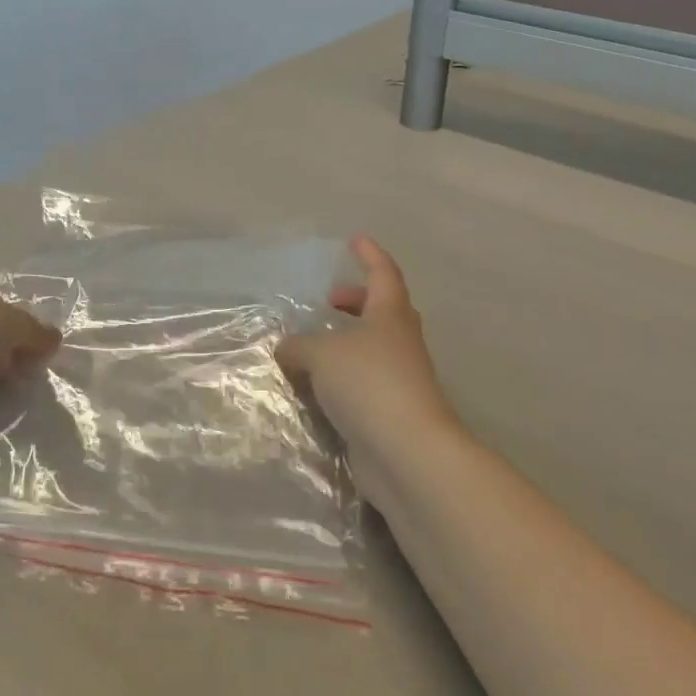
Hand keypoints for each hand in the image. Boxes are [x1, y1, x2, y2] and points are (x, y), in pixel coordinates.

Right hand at [276, 237, 459, 457]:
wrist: (408, 455)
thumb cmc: (370, 385)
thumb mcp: (322, 355)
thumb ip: (299, 346)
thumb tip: (286, 349)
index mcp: (390, 316)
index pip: (383, 274)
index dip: (370, 255)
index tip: (356, 240)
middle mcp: (400, 344)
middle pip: (384, 311)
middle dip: (357, 302)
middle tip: (329, 301)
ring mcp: (400, 380)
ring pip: (374, 349)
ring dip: (347, 343)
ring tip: (313, 347)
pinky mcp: (391, 413)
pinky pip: (363, 384)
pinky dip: (341, 379)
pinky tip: (315, 388)